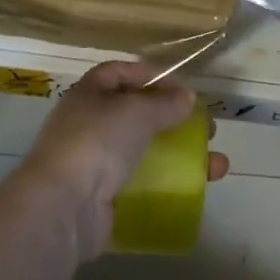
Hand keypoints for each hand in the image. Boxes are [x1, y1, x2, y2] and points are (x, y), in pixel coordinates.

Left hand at [14, 60, 230, 259]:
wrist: (63, 207)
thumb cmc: (97, 142)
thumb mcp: (137, 112)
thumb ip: (165, 104)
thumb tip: (187, 98)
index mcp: (88, 94)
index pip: (120, 73)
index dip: (151, 76)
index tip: (183, 89)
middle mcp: (88, 124)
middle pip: (136, 114)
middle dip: (174, 120)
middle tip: (206, 129)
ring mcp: (94, 162)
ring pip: (144, 151)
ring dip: (181, 155)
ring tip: (215, 166)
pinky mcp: (102, 196)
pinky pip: (141, 183)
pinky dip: (167, 183)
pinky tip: (193, 188)